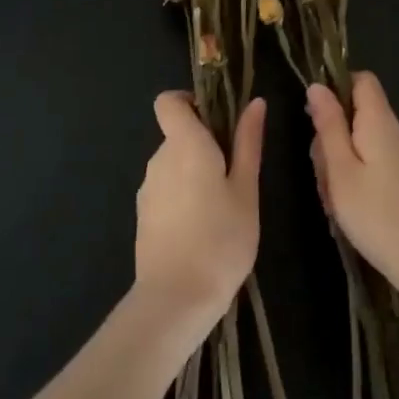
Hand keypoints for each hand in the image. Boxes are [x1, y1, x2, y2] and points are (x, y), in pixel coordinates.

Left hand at [134, 92, 262, 333]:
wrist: (177, 298)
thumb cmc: (222, 239)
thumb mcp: (246, 190)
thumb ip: (248, 143)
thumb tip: (255, 103)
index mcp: (184, 144)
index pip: (168, 101)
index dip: (190, 101)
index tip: (217, 121)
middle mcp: (159, 158)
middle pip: (177, 134)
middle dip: (204, 143)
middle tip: (237, 173)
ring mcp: (148, 188)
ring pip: (173, 164)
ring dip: (195, 172)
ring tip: (224, 206)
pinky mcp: (144, 214)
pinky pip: (166, 189)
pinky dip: (183, 195)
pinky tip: (203, 228)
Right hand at [308, 74, 398, 306]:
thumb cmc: (378, 215)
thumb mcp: (340, 169)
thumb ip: (328, 125)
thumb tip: (317, 86)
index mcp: (380, 121)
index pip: (361, 80)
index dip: (336, 89)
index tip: (315, 119)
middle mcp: (396, 132)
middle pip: (356, 115)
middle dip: (331, 139)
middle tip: (323, 176)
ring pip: (361, 145)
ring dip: (340, 166)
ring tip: (335, 202)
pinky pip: (373, 165)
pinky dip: (356, 182)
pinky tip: (350, 213)